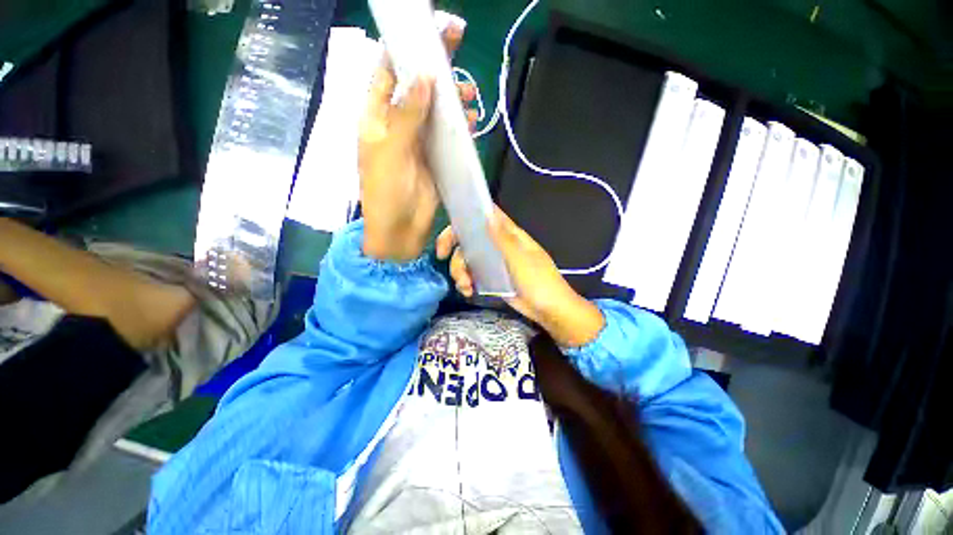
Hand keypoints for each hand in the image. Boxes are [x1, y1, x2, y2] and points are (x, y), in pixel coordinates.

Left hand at [358, 24, 478, 261]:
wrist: (400, 231)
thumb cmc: (386, 193)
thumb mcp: (391, 152)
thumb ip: (406, 116)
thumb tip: (423, 77)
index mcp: (376, 117)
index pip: (388, 71)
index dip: (406, 47)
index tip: (429, 30)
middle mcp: (397, 123)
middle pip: (416, 85)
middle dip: (435, 66)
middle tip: (458, 44)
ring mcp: (418, 141)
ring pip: (435, 108)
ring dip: (451, 97)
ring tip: (468, 95)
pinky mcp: (435, 157)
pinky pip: (448, 134)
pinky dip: (459, 126)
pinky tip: (470, 121)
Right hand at [436, 207, 604, 347]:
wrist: (549, 310)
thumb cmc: (540, 282)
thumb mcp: (521, 260)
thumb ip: (503, 239)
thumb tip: (488, 214)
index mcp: (509, 235)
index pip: (485, 217)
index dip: (466, 217)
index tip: (449, 229)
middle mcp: (498, 245)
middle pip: (468, 238)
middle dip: (453, 247)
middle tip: (440, 257)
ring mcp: (493, 263)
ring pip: (467, 258)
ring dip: (459, 270)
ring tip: (465, 286)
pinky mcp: (490, 279)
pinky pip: (472, 275)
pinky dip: (465, 282)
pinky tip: (468, 291)